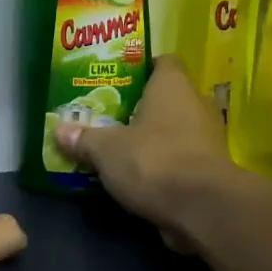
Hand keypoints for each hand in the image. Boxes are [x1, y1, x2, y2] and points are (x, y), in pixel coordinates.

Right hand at [54, 57, 236, 249]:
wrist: (203, 209)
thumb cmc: (154, 161)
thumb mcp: (107, 150)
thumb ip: (84, 139)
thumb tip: (60, 131)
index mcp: (173, 86)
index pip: (163, 61)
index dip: (141, 68)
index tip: (117, 80)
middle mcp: (196, 105)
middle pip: (167, 98)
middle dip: (140, 107)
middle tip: (108, 117)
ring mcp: (208, 139)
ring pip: (174, 130)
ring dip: (152, 138)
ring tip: (119, 148)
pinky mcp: (211, 170)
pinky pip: (181, 158)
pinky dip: (163, 164)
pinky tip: (138, 176)